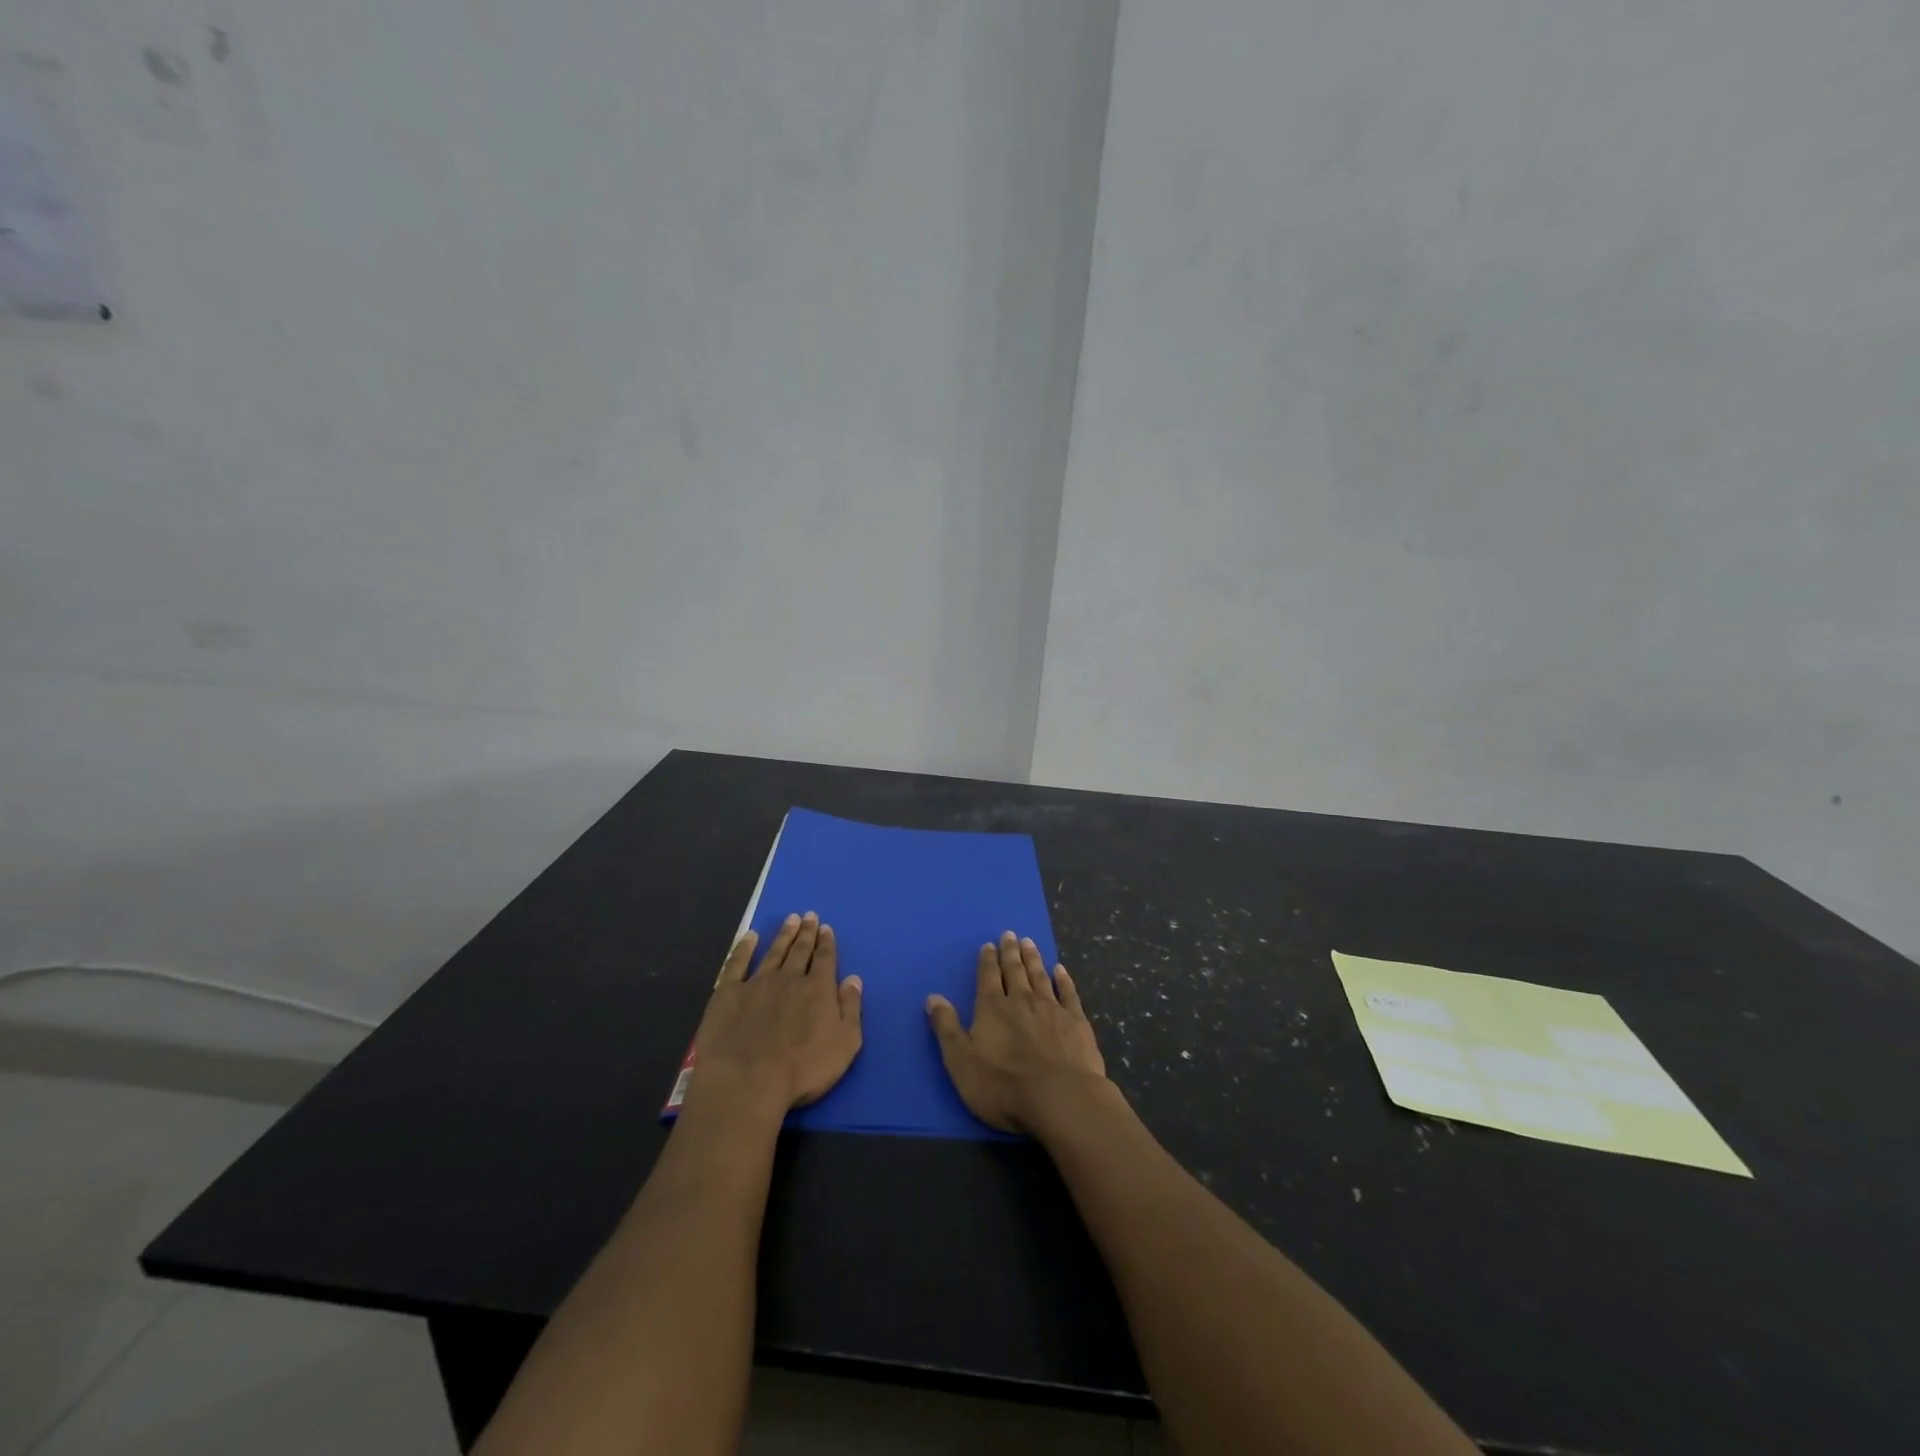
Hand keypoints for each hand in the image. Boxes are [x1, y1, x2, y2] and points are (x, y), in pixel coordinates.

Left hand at [687, 912, 862, 1119]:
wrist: (747, 1082)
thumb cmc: (803, 1069)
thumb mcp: (845, 1044)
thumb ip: (851, 1008)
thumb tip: (854, 979)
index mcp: (818, 989)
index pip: (825, 959)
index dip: (826, 943)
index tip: (826, 928)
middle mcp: (789, 978)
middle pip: (800, 950)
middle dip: (806, 933)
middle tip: (809, 916)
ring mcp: (757, 983)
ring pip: (774, 952)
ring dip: (783, 935)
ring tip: (790, 919)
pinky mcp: (728, 994)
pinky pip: (737, 963)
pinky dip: (744, 948)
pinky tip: (749, 937)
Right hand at [926, 931, 1109, 1134]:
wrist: (1060, 1098)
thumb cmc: (1003, 1086)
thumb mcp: (961, 1061)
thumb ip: (947, 1028)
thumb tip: (932, 997)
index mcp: (992, 1008)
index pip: (988, 977)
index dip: (987, 960)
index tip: (989, 945)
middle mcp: (1021, 1000)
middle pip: (1015, 970)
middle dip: (1010, 952)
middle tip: (1010, 934)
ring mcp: (1051, 1009)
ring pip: (1040, 976)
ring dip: (1033, 958)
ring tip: (1029, 942)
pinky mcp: (1076, 1022)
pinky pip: (1068, 993)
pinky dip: (1064, 980)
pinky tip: (1061, 970)